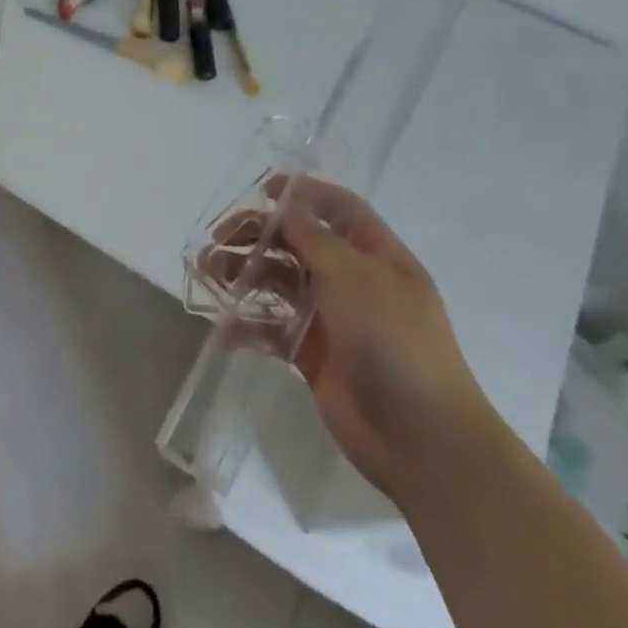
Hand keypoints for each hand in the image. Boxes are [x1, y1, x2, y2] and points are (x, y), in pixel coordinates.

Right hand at [213, 176, 499, 500]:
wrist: (420, 438)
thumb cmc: (394, 341)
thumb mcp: (354, 276)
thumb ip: (313, 236)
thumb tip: (287, 198)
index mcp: (376, 255)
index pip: (338, 209)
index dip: (302, 194)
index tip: (259, 189)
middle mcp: (353, 281)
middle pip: (299, 243)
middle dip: (257, 235)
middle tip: (217, 239)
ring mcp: (332, 319)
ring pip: (280, 283)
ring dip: (244, 274)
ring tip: (207, 273)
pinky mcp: (312, 356)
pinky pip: (273, 330)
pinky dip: (247, 326)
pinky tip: (223, 329)